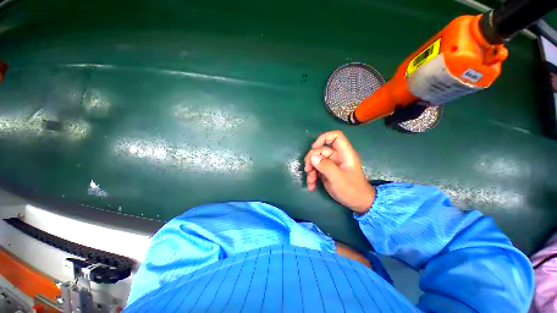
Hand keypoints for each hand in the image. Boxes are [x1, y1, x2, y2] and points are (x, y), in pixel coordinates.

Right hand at [304, 130, 375, 213]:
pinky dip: (312, 176)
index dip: (323, 138)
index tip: (314, 147)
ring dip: (310, 170)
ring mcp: (331, 164)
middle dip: (311, 159)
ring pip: (316, 160)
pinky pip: (316, 169)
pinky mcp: (326, 171)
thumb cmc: (351, 190)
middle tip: (308, 170)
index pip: (335, 137)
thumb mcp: (338, 178)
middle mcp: (337, 156)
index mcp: (344, 154)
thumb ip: (325, 166)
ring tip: (310, 181)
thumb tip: (312, 157)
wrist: (357, 203)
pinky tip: (311, 185)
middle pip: (320, 150)